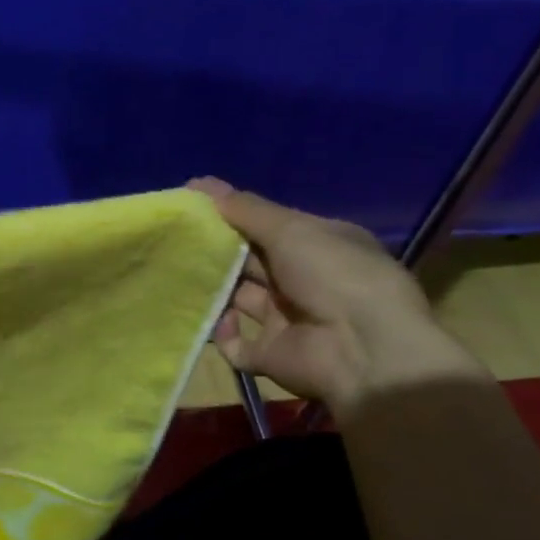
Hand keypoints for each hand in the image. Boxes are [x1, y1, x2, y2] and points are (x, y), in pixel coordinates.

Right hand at [189, 179, 486, 414]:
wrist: (363, 350)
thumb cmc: (333, 275)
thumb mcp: (291, 229)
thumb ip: (244, 209)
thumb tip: (198, 184)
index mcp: (318, 246)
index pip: (269, 226)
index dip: (232, 215)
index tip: (192, 207)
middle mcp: (303, 281)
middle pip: (249, 262)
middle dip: (217, 251)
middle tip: (175, 239)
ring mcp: (287, 320)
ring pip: (237, 300)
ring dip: (212, 289)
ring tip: (178, 275)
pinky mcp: (271, 356)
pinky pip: (235, 344)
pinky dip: (223, 333)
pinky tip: (219, 320)